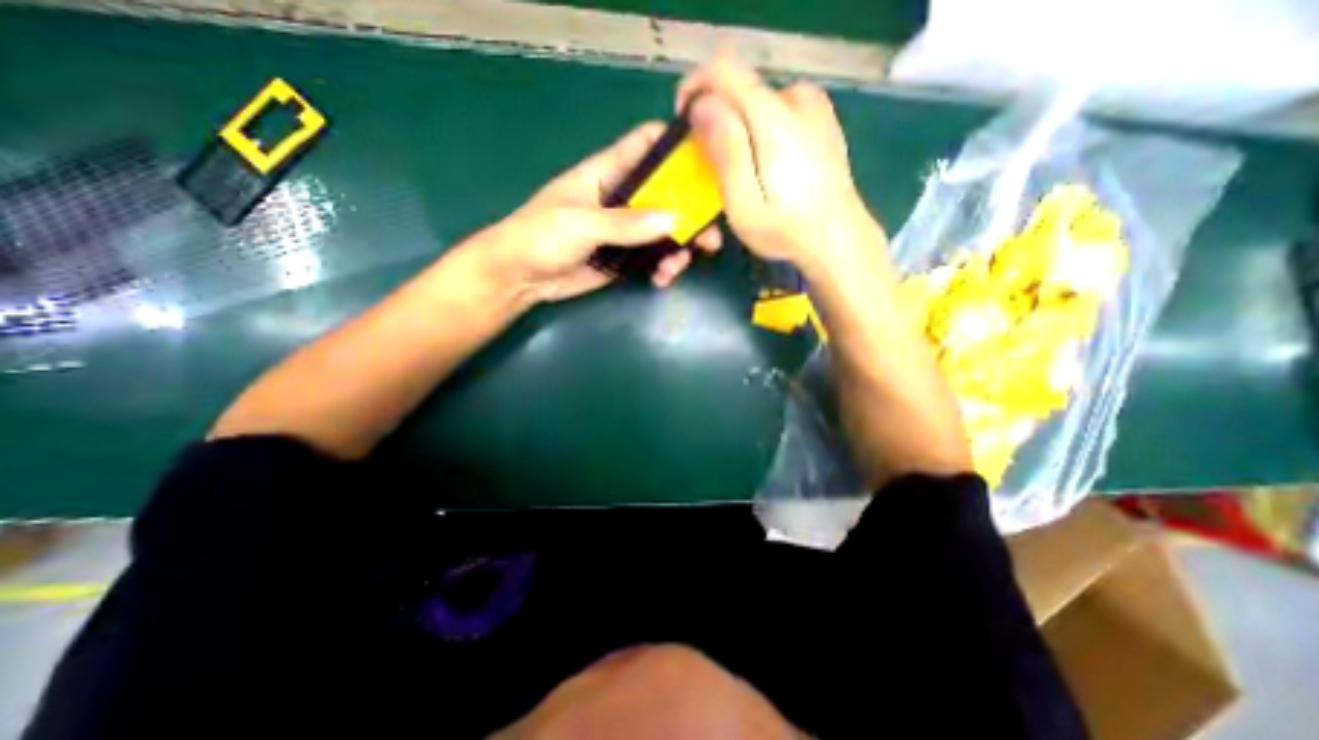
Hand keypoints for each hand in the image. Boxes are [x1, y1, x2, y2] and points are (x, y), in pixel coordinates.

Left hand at [474, 122, 718, 304]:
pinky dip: (664, 267)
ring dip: (680, 247)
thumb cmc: (541, 236)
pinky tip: (662, 279)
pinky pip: (655, 257)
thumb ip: (627, 223)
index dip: (676, 145)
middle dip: (691, 212)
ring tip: (677, 267)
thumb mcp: (582, 223)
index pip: (646, 145)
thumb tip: (675, 221)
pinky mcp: (626, 257)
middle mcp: (623, 198)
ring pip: (666, 231)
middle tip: (710, 236)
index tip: (710, 158)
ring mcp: (626, 230)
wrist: (521, 277)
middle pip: (667, 194)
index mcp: (608, 172)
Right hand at [681, 51, 883, 277]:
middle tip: (714, 168)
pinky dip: (761, 129)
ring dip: (739, 128)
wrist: (839, 239)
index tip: (685, 124)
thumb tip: (701, 105)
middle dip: (718, 120)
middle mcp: (796, 100)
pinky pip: (777, 109)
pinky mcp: (821, 119)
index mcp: (773, 119)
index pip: (723, 70)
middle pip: (740, 89)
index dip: (696, 88)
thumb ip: (725, 152)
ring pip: (757, 101)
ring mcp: (814, 107)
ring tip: (742, 172)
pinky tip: (768, 166)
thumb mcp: (745, 205)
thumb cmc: (787, 231)